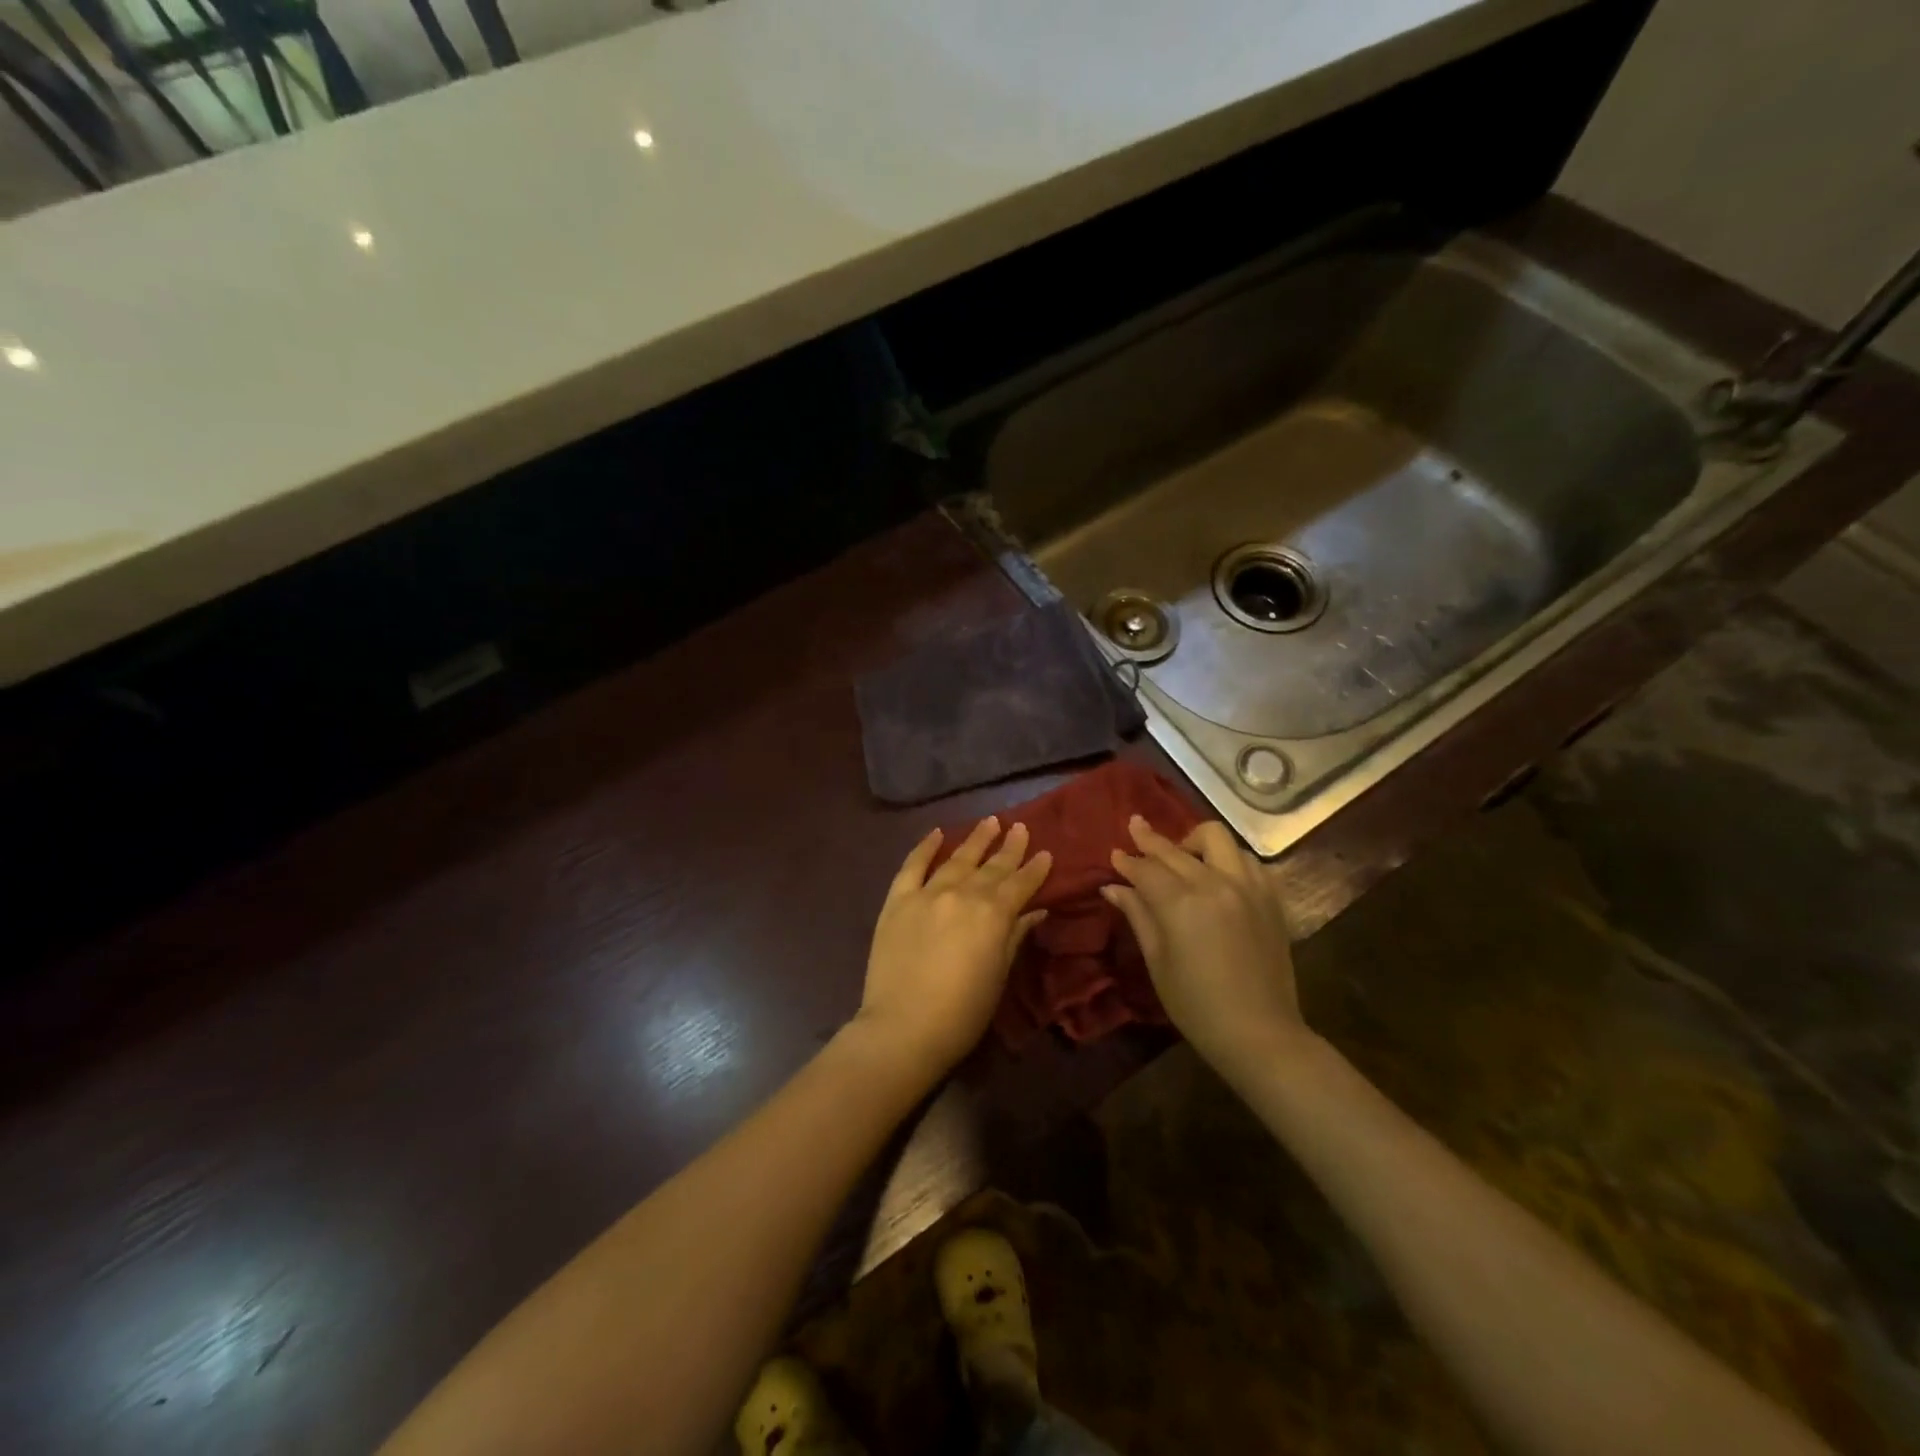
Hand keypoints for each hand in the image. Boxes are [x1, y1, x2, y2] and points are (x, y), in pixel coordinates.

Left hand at [854, 817, 1051, 1083]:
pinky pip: (913, 865)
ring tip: (990, 822)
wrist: (903, 1027)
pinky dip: (925, 847)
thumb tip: (1034, 910)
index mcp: (993, 914)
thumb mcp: (999, 975)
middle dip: (1009, 847)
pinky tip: (937, 833)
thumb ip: (1015, 936)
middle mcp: (962, 894)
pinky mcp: (898, 900)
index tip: (1046, 852)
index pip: (1020, 884)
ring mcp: (927, 893)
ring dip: (975, 839)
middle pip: (991, 866)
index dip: (1035, 868)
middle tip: (1020, 827)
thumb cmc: (962, 1012)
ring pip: (957, 858)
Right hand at [1102, 817, 1305, 1077]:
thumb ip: (1138, 915)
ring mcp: (1248, 887)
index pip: (1146, 868)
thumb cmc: (1196, 1005)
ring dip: (1194, 842)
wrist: (1260, 1033)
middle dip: (1151, 839)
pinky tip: (1219, 873)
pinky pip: (1248, 860)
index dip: (1127, 860)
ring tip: (1183, 855)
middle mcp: (1216, 884)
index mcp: (1182, 903)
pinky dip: (1229, 859)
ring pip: (1218, 839)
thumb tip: (1113, 887)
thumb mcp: (1157, 961)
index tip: (1115, 853)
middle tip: (1135, 829)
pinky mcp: (1271, 898)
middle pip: (1176, 849)